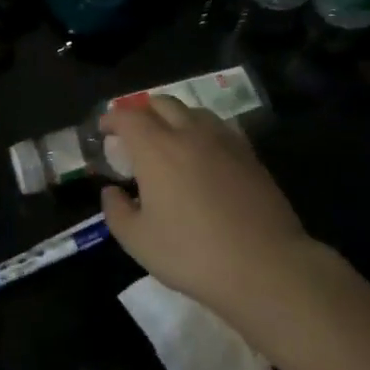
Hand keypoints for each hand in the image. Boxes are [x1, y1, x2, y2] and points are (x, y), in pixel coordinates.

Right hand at [99, 96, 311, 316]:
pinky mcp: (250, 155)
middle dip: (142, 111)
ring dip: (174, 117)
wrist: (265, 266)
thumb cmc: (192, 254)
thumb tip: (112, 191)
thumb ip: (116, 211)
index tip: (104, 130)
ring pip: (194, 111)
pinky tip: (203, 154)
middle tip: (134, 132)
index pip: (128, 117)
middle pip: (162, 103)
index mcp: (157, 149)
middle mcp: (190, 133)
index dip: (112, 119)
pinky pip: (219, 128)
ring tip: (169, 139)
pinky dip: (202, 131)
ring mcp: (224, 141)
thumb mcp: (138, 241)